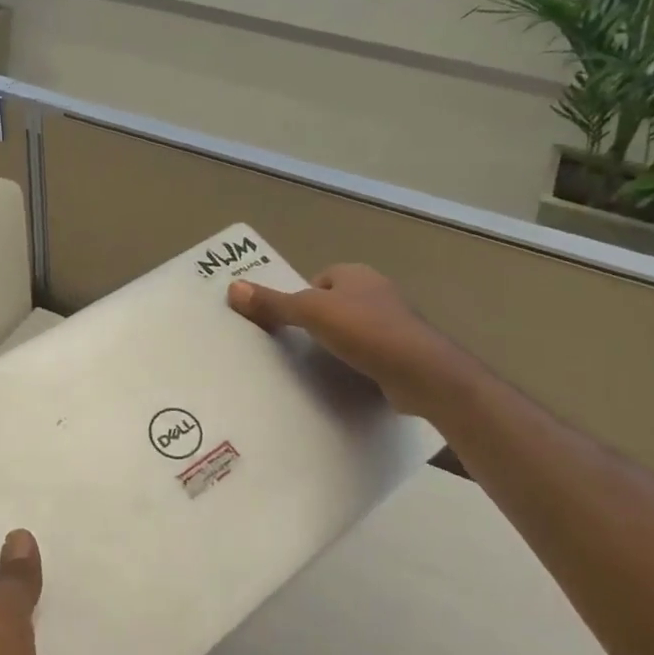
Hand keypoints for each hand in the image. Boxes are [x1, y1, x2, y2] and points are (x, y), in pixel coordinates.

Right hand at [227, 264, 459, 416]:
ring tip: (318, 366)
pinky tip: (346, 380)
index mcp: (356, 274)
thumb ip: (273, 303)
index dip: (303, 298)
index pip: (321, 280)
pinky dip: (358, 364)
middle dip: (320, 323)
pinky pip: (371, 353)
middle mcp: (377, 292)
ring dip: (339, 345)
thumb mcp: (310, 313)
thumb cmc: (364, 330)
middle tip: (297, 347)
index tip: (290, 323)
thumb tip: (232, 288)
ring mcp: (395, 323)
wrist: (421, 371)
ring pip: (355, 330)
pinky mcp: (403, 352)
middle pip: (336, 304)